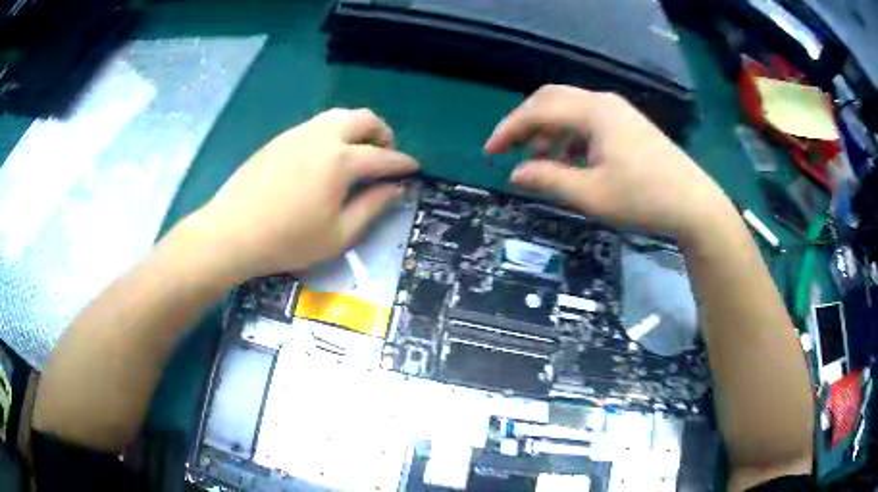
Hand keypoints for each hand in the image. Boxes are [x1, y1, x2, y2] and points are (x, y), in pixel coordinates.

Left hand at [190, 108, 417, 282]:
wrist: (231, 232)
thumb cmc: (287, 240)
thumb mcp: (338, 235)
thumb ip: (372, 207)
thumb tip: (396, 188)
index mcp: (341, 160)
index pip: (383, 156)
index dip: (403, 163)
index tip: (415, 168)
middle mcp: (323, 136)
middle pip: (364, 119)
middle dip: (383, 133)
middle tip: (385, 155)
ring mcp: (299, 132)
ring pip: (340, 115)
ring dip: (358, 128)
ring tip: (359, 151)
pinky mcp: (281, 138)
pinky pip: (318, 123)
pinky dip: (335, 131)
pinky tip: (327, 155)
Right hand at [485, 85, 733, 238]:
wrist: (694, 204)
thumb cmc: (644, 199)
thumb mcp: (591, 194)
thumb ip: (549, 180)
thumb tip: (516, 173)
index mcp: (593, 112)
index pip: (538, 110)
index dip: (509, 129)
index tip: (489, 152)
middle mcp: (603, 102)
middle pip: (551, 99)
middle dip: (525, 123)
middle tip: (509, 150)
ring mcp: (618, 111)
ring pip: (570, 108)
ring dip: (548, 129)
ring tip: (540, 160)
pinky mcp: (627, 123)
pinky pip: (588, 120)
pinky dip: (570, 135)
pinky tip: (570, 159)